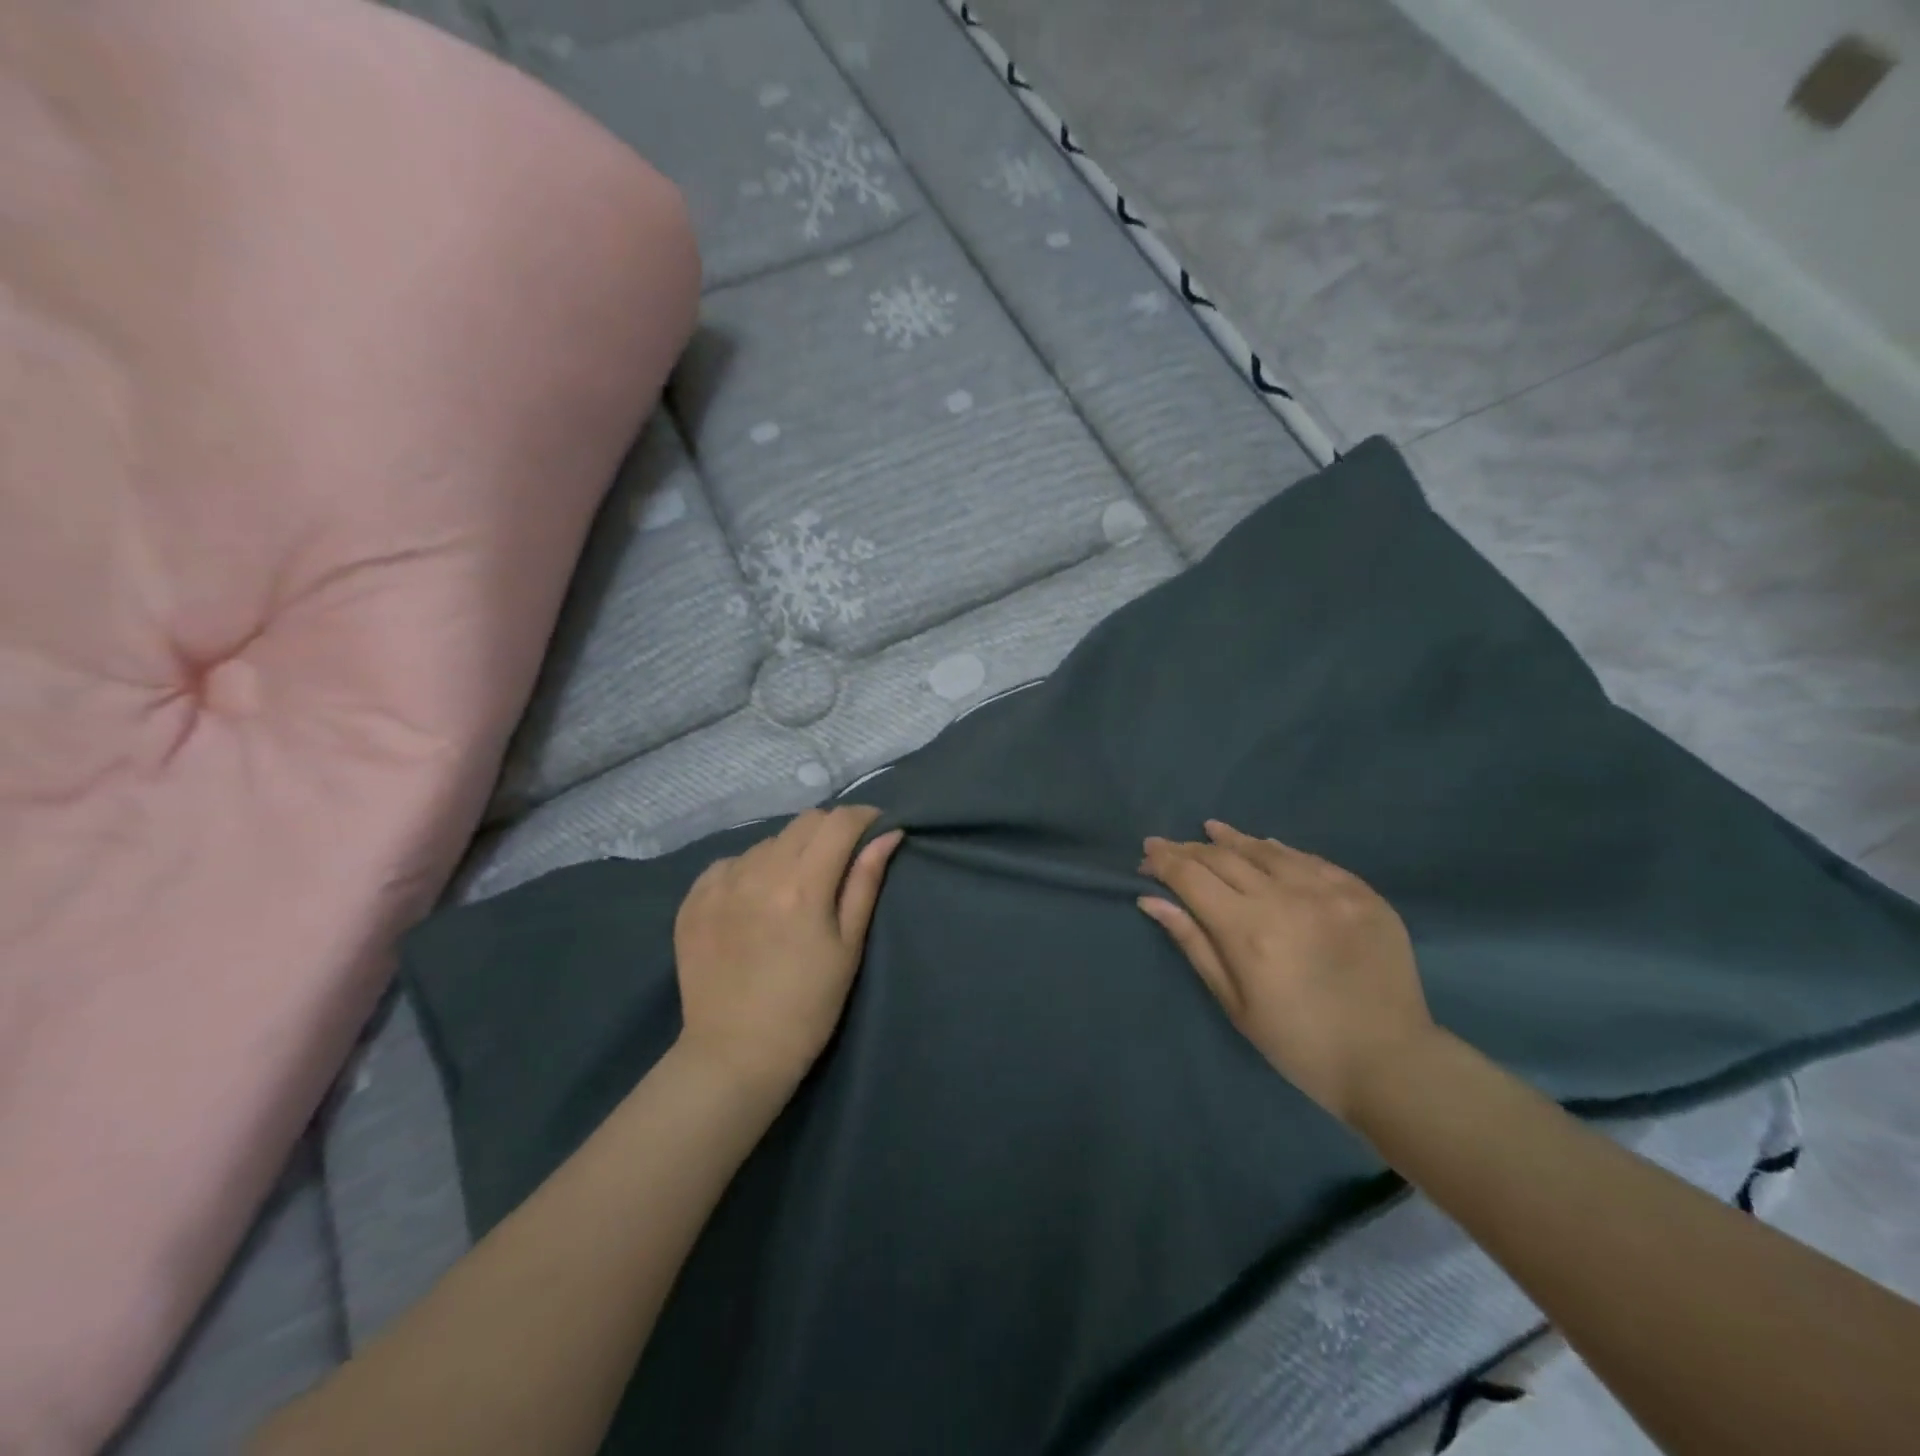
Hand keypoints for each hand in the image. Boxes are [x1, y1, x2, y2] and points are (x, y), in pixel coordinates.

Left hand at [674, 806, 903, 1096]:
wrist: (736, 1053)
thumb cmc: (808, 1006)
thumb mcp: (848, 946)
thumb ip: (865, 882)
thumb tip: (889, 834)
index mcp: (803, 886)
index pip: (839, 822)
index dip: (864, 817)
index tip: (876, 828)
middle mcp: (758, 873)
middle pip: (804, 822)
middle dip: (830, 831)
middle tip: (840, 860)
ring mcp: (720, 884)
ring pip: (768, 841)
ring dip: (791, 852)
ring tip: (795, 887)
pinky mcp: (693, 899)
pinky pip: (731, 862)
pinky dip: (751, 870)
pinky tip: (756, 900)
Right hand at [1138, 820, 1433, 1124]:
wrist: (1391, 1062)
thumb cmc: (1299, 1043)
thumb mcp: (1234, 1003)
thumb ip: (1193, 943)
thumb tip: (1152, 899)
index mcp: (1248, 930)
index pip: (1192, 878)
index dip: (1165, 861)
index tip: (1147, 852)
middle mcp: (1285, 898)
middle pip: (1225, 858)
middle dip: (1190, 849)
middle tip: (1169, 846)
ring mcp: (1329, 891)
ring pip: (1267, 850)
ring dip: (1232, 839)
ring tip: (1210, 830)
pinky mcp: (1362, 894)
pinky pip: (1311, 860)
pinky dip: (1280, 850)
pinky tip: (1266, 846)